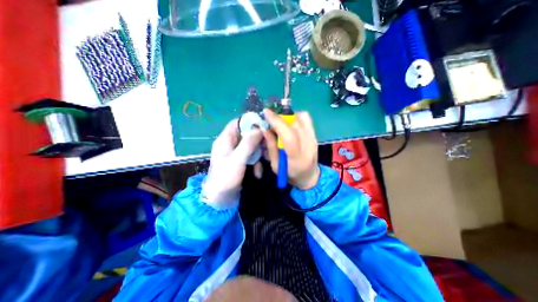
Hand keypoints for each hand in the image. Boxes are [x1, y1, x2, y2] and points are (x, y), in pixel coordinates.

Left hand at [202, 120, 262, 208]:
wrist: (220, 199)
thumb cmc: (225, 177)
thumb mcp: (237, 159)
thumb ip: (248, 143)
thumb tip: (259, 128)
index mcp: (225, 140)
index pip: (237, 123)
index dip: (250, 122)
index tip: (264, 125)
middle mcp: (231, 144)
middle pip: (247, 135)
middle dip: (258, 140)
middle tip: (268, 145)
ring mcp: (237, 154)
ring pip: (252, 146)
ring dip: (259, 154)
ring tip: (265, 161)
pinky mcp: (241, 162)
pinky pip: (252, 157)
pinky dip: (256, 163)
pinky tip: (258, 173)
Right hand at [264, 108, 318, 188]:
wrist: (309, 176)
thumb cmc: (290, 174)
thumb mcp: (275, 165)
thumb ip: (270, 146)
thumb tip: (264, 128)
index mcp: (296, 158)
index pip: (288, 136)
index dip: (277, 122)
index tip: (266, 113)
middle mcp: (308, 146)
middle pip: (295, 124)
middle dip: (279, 117)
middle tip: (270, 119)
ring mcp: (314, 139)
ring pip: (302, 118)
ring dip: (288, 116)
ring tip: (280, 122)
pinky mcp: (315, 135)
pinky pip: (306, 119)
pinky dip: (296, 116)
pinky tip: (290, 123)